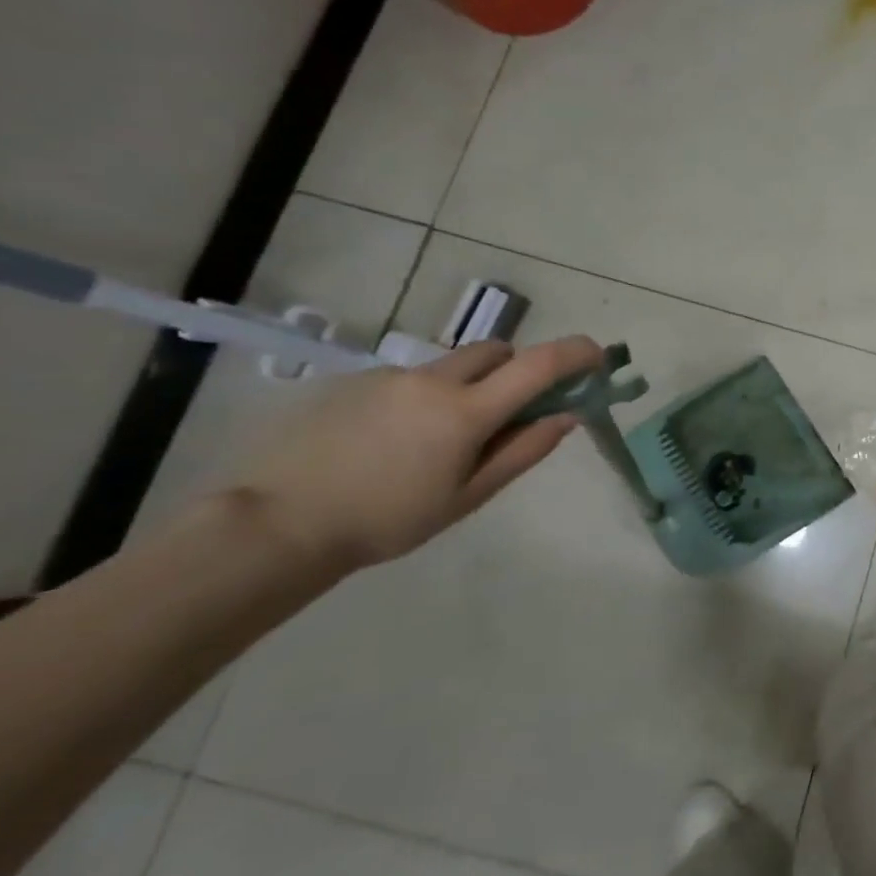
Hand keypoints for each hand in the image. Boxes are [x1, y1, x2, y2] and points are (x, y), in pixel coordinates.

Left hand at [220, 337, 605, 576]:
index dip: (575, 354)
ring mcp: (389, 377)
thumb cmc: (388, 520)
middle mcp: (432, 380)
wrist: (277, 524)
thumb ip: (523, 451)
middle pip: (495, 351)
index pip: (537, 365)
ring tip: (437, 441)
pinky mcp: (353, 382)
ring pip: (450, 366)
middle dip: (515, 370)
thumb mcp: (468, 497)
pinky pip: (409, 379)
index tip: (597, 357)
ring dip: (467, 387)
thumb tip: (567, 416)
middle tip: (508, 412)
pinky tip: (392, 442)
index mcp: (466, 411)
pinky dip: (424, 398)